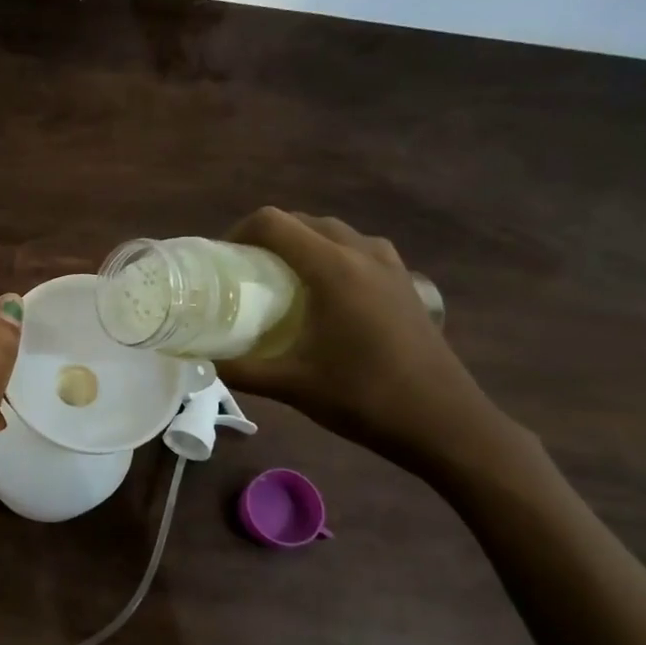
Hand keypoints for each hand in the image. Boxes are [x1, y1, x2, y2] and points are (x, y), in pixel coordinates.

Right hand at [218, 208, 507, 472]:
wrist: (445, 423)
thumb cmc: (365, 398)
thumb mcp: (292, 386)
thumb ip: (241, 370)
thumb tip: (201, 360)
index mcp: (333, 269)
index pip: (274, 223)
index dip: (239, 232)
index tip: (221, 260)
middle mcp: (363, 255)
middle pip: (305, 222)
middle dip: (269, 236)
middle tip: (244, 270)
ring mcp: (391, 267)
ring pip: (336, 233)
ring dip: (304, 242)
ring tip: (282, 277)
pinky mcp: (407, 284)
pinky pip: (362, 250)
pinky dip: (335, 255)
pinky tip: (328, 292)